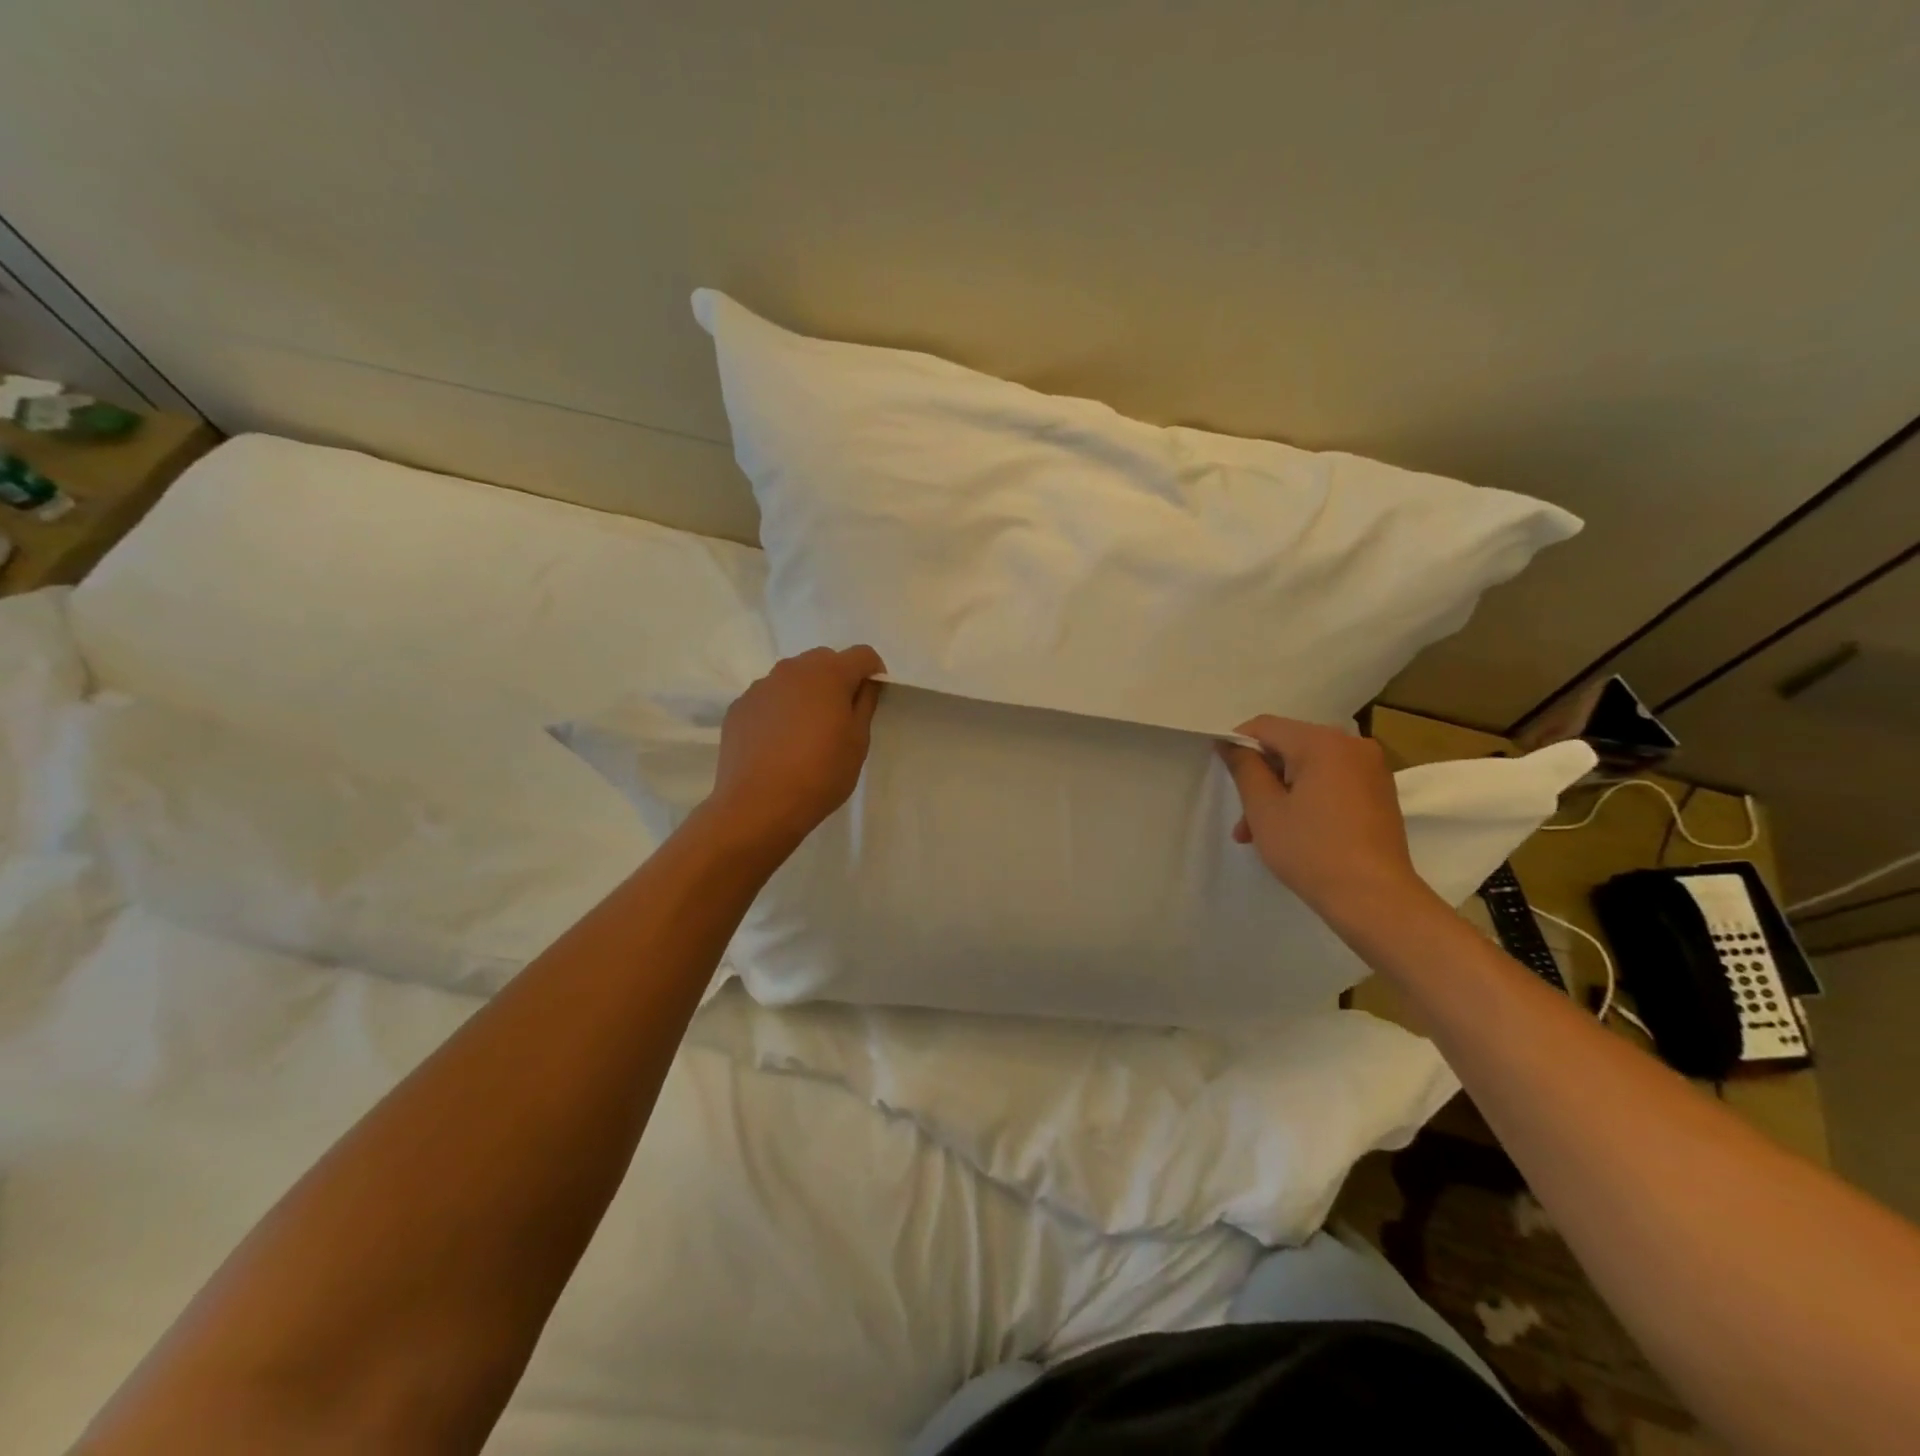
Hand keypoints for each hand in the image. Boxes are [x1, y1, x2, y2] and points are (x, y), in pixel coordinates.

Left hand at [706, 645, 885, 850]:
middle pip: (824, 660)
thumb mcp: (858, 741)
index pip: (862, 654)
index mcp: (828, 673)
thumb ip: (865, 703)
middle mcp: (792, 669)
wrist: (759, 805)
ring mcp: (761, 686)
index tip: (872, 698)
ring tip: (806, 732)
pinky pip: (768, 698)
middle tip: (840, 716)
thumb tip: (864, 684)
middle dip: (837, 679)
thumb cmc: (820, 773)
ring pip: (792, 678)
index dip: (873, 673)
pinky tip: (778, 743)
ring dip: (806, 693)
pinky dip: (779, 710)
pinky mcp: (739, 707)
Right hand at [1216, 716, 1429, 927]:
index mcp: (1323, 742)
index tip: (1224, 776)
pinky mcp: (1379, 792)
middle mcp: (1352, 745)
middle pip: (1289, 747)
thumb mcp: (1264, 809)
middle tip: (1243, 819)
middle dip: (1261, 778)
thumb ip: (1244, 768)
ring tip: (1260, 834)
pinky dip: (1307, 798)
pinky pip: (1331, 782)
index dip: (1238, 745)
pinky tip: (1294, 831)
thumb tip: (1230, 743)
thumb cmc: (1312, 850)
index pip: (1266, 727)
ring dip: (1281, 793)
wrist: (1374, 898)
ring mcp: (1371, 769)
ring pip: (1309, 768)